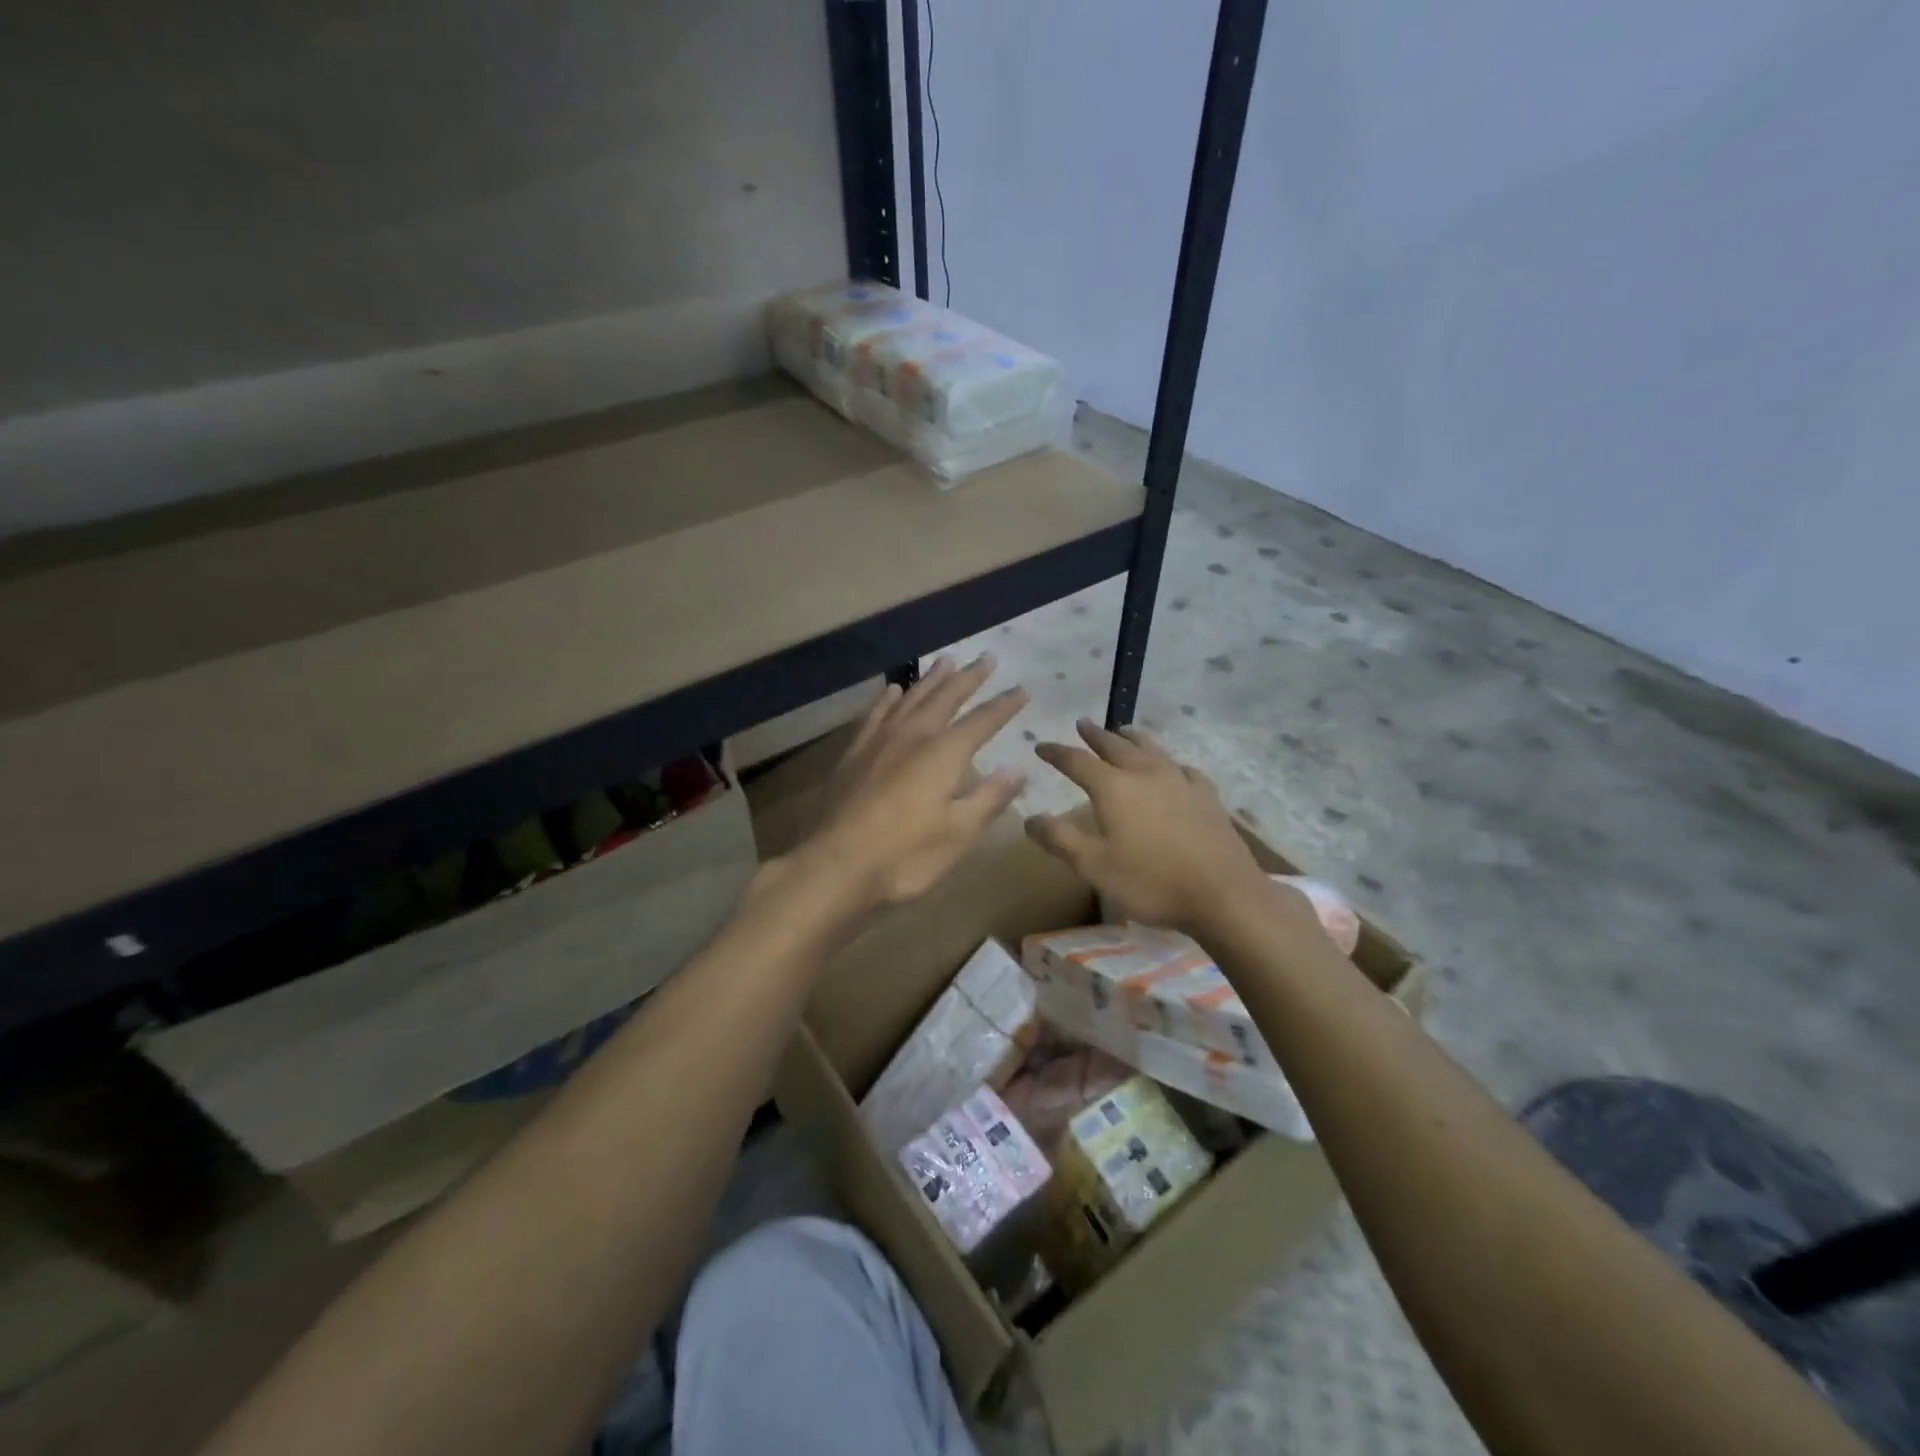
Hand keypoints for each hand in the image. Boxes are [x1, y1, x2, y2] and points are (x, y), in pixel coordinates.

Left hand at [793, 656, 1027, 912]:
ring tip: (946, 661)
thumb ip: (989, 797)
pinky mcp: (853, 754)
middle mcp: (913, 736)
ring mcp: (879, 741)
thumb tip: (1017, 770)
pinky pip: (875, 714)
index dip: (1004, 705)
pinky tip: (893, 690)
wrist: (835, 865)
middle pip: (946, 697)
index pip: (983, 721)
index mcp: (944, 754)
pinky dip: (888, 699)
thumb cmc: (905, 856)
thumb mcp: (959, 833)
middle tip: (986, 657)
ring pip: (911, 698)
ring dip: (932, 679)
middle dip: (969, 677)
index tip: (1022, 690)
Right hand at [1026, 719, 1266, 933]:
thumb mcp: (1093, 866)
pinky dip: (1169, 761)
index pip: (1076, 761)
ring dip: (1132, 737)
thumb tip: (1029, 818)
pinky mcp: (1206, 794)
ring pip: (1151, 748)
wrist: (1222, 893)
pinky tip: (1173, 767)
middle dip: (1095, 735)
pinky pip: (1182, 768)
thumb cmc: (1150, 881)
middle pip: (1115, 745)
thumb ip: (1059, 839)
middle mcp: (1144, 773)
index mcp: (1113, 787)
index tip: (1041, 746)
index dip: (1056, 753)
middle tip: (1082, 724)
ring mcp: (1179, 780)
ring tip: (1123, 730)